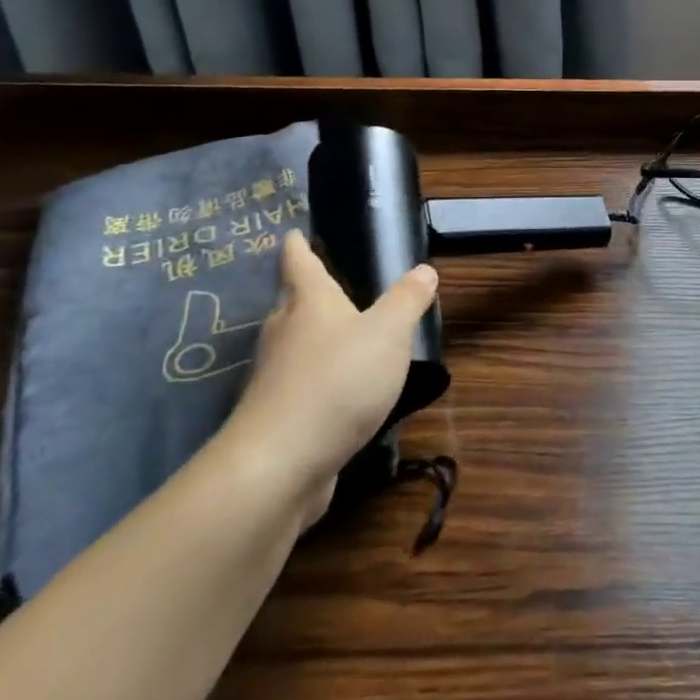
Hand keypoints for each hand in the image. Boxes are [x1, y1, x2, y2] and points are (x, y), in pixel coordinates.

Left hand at [218, 229, 437, 528]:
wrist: (279, 466)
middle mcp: (285, 333)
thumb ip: (407, 300)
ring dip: (311, 338)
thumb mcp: (388, 333)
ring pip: (293, 346)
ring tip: (341, 336)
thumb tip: (424, 269)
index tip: (292, 233)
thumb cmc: (337, 381)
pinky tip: (338, 393)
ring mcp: (275, 378)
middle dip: (306, 293)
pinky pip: (298, 386)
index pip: (300, 263)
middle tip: (328, 283)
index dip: (297, 246)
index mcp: (309, 302)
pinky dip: (316, 381)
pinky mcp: (275, 419)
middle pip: (291, 304)